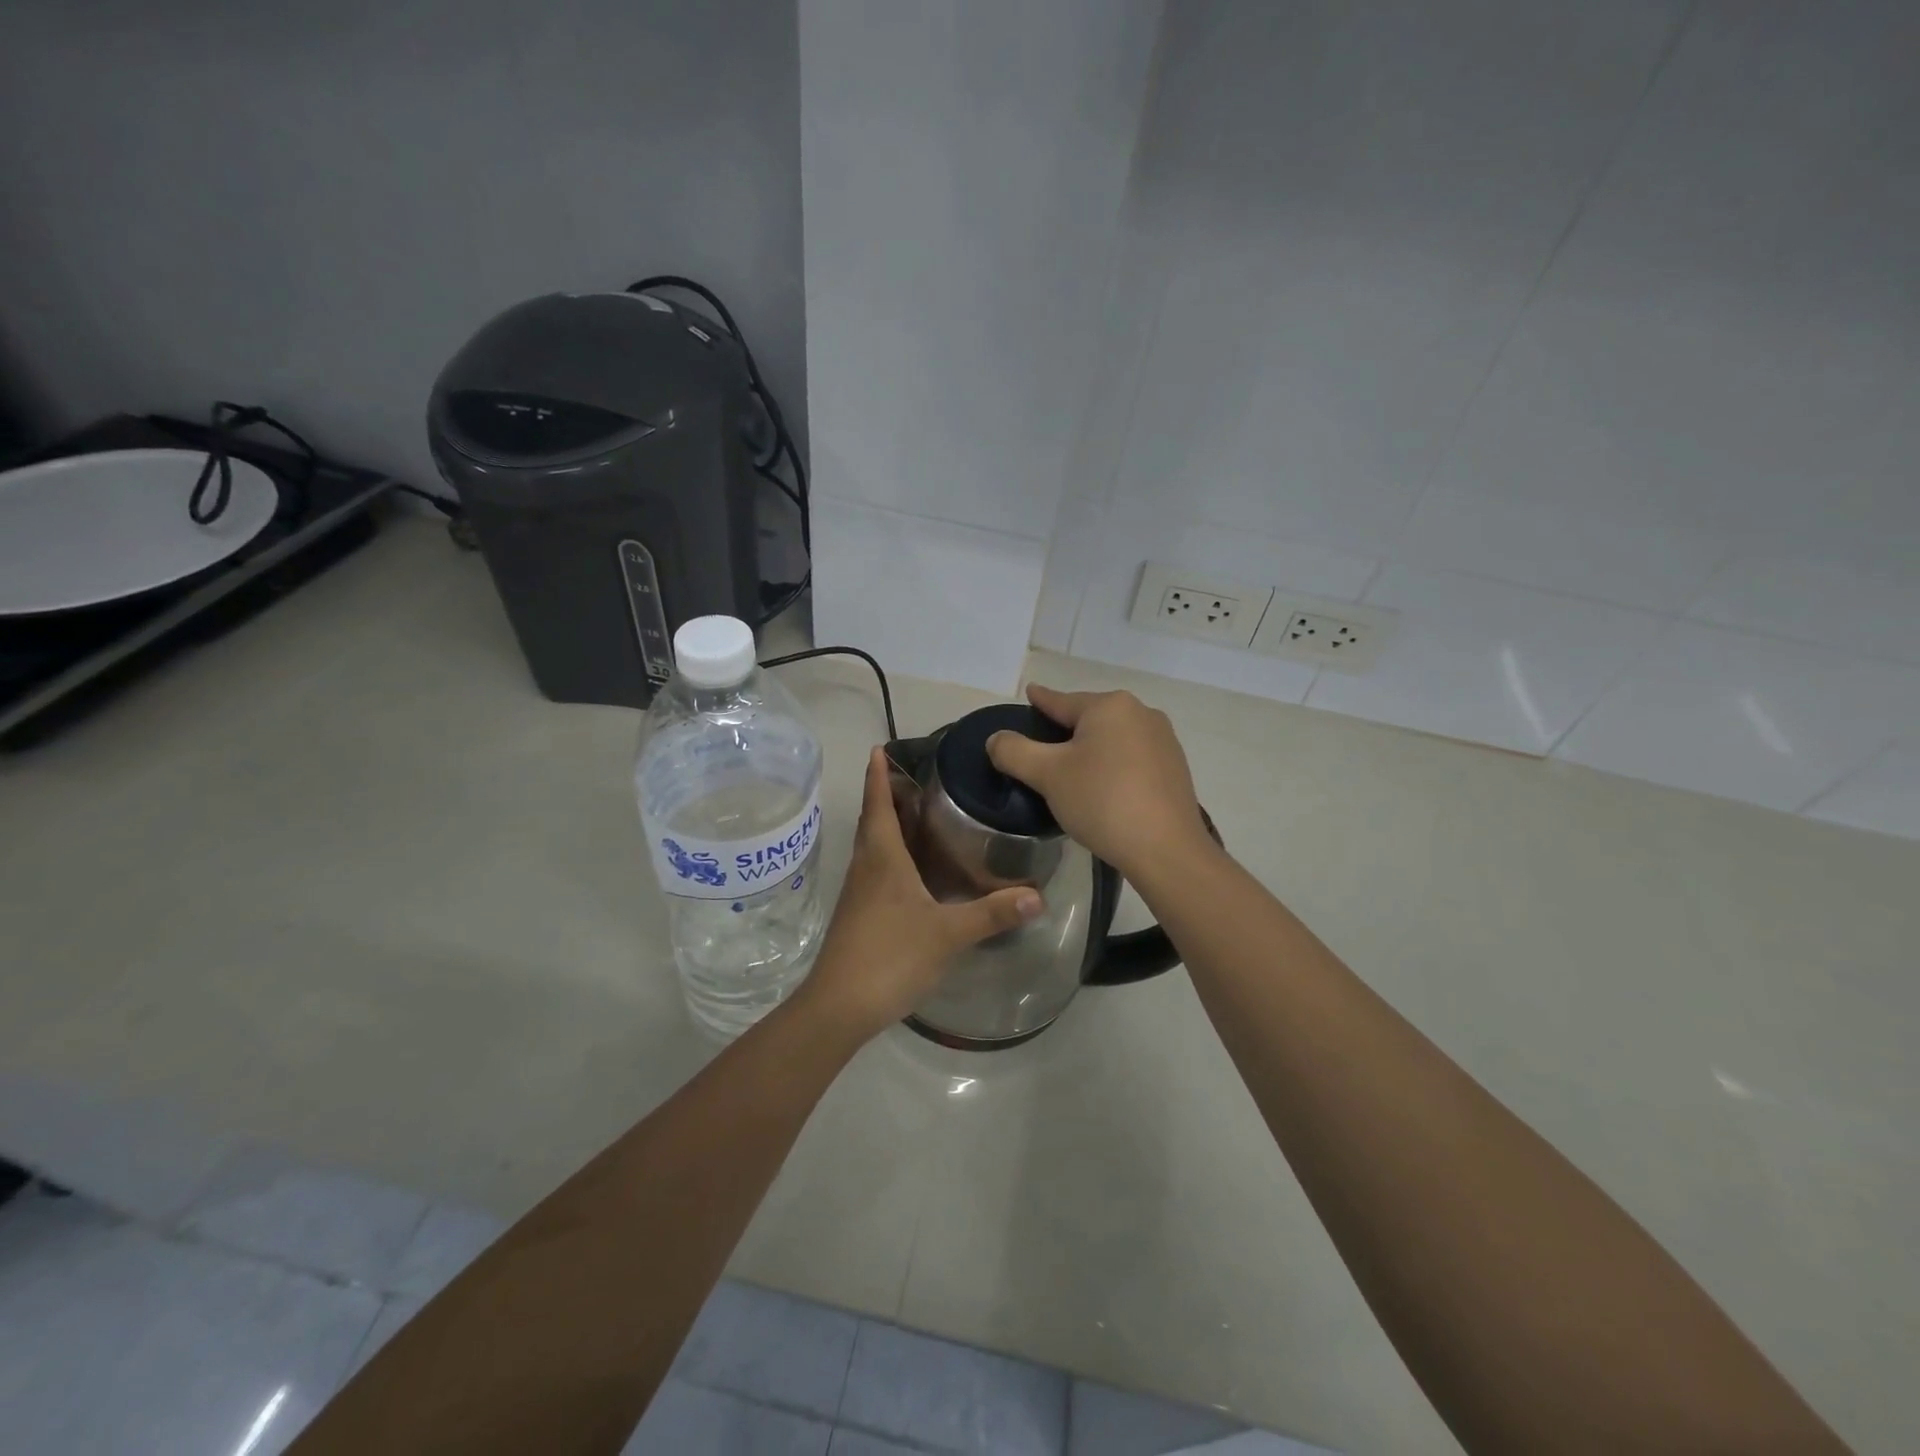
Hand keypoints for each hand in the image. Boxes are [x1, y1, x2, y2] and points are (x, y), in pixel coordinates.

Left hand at [797, 747, 1042, 1042]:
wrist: (840, 1006)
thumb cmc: (890, 956)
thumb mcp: (948, 933)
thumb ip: (991, 913)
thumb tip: (1038, 895)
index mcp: (882, 858)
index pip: (878, 804)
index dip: (878, 775)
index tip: (879, 748)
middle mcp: (866, 867)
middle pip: (873, 821)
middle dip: (886, 795)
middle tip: (913, 777)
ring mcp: (859, 893)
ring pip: (873, 846)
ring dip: (888, 824)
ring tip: (917, 814)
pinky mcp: (860, 915)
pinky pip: (875, 870)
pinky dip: (891, 855)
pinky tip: (913, 870)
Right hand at [986, 683, 1210, 881]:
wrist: (1165, 849)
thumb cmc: (1102, 801)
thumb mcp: (1047, 775)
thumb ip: (1014, 751)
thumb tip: (996, 739)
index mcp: (1110, 706)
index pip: (1062, 701)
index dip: (1040, 700)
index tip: (1030, 694)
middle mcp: (1141, 713)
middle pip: (1090, 718)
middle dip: (1066, 729)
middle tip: (1043, 748)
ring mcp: (1163, 740)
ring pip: (1113, 737)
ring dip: (1092, 749)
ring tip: (1072, 770)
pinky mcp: (1175, 768)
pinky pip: (1133, 757)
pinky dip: (1113, 765)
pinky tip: (1104, 787)